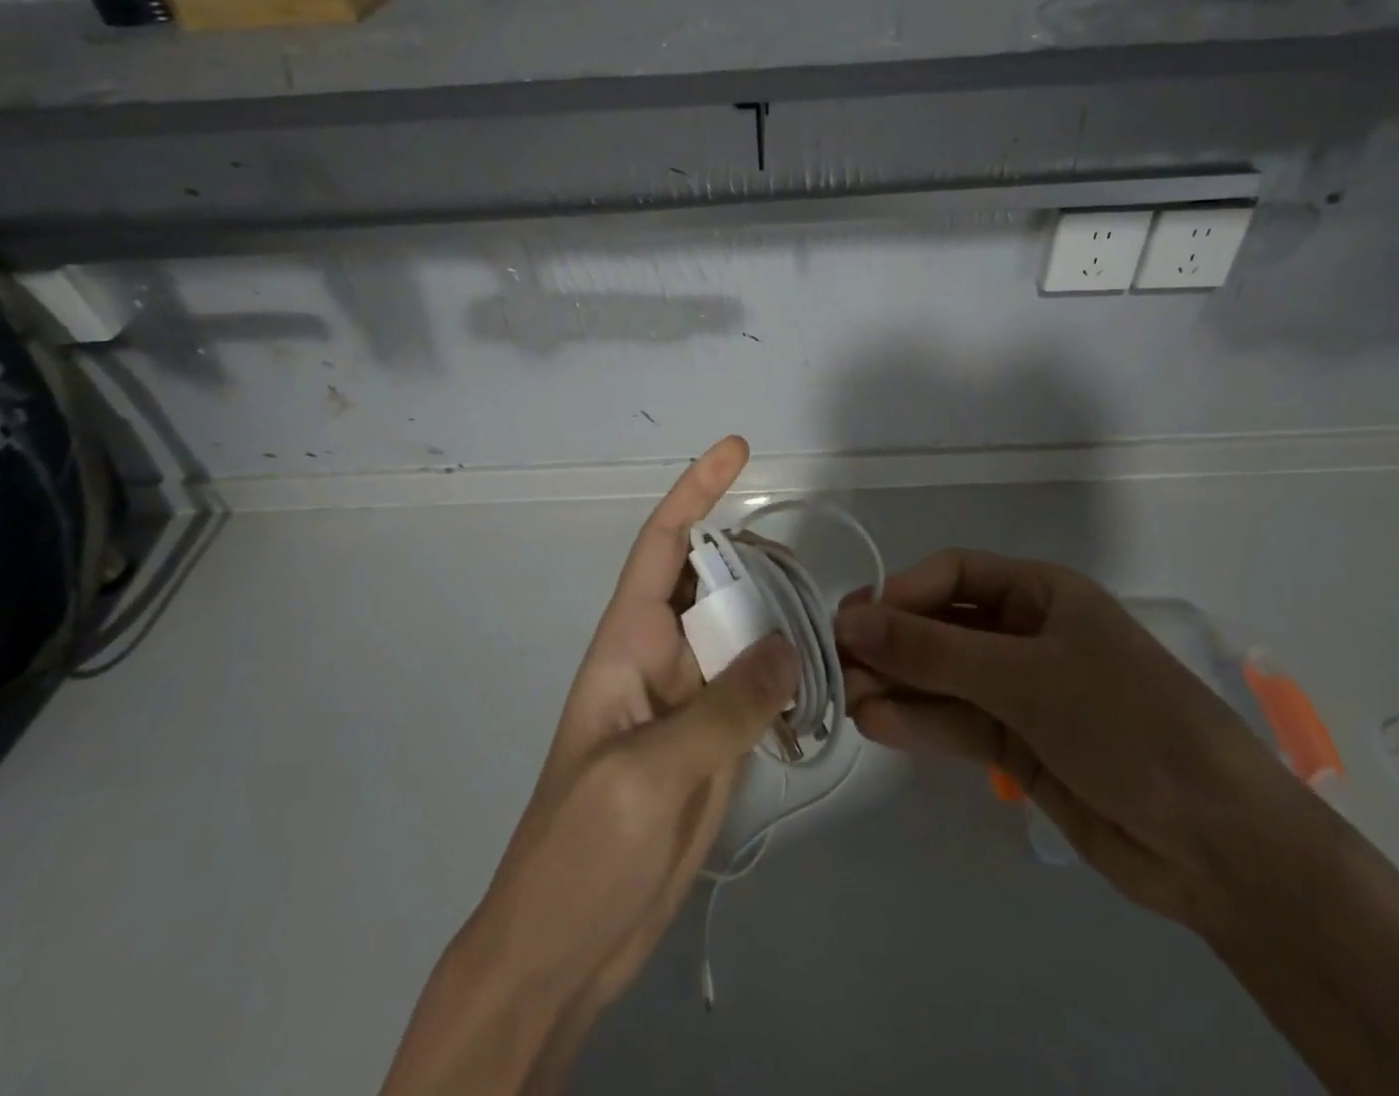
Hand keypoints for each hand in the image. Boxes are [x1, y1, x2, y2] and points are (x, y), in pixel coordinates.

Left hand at [381, 437, 795, 1095]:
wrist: (565, 947)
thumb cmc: (581, 848)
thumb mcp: (649, 770)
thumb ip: (725, 706)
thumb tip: (793, 646)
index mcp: (629, 642)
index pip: (664, 545)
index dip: (697, 491)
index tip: (737, 450)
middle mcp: (663, 658)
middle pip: (715, 583)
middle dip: (758, 561)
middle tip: (812, 569)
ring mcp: (691, 701)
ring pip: (743, 634)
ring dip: (781, 620)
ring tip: (833, 623)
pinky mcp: (714, 743)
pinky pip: (757, 689)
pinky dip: (790, 677)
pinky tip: (826, 680)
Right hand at [836, 549, 1305, 928]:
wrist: (1218, 845)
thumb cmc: (1125, 723)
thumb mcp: (1024, 676)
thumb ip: (933, 651)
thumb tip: (849, 620)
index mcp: (1041, 594)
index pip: (954, 574)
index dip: (902, 592)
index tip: (853, 618)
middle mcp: (1026, 634)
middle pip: (942, 626)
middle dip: (892, 643)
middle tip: (835, 663)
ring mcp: (1021, 692)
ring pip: (943, 678)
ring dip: (896, 684)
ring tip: (844, 697)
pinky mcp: (1017, 744)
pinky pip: (956, 722)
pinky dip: (918, 722)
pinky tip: (875, 724)